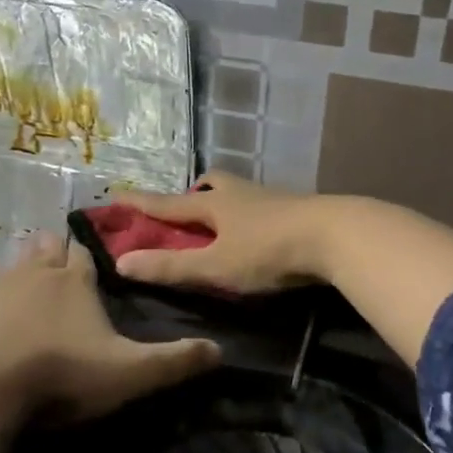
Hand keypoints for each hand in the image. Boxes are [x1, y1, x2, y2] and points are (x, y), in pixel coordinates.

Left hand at [0, 235, 219, 424]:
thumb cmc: (56, 374)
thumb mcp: (126, 373)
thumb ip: (172, 361)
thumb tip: (220, 349)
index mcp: (73, 286)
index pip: (87, 263)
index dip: (90, 259)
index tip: (91, 253)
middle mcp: (32, 277)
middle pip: (46, 256)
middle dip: (52, 252)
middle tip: (53, 246)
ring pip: (6, 268)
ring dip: (15, 266)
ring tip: (19, 263)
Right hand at [109, 173, 331, 294]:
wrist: (335, 235)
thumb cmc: (268, 251)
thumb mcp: (215, 266)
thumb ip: (171, 267)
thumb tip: (121, 263)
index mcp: (215, 206)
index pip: (169, 204)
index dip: (142, 203)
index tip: (117, 194)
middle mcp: (241, 194)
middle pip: (212, 185)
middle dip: (195, 195)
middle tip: (188, 209)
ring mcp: (273, 199)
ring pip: (240, 193)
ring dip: (226, 203)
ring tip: (224, 224)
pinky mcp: (298, 209)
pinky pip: (265, 206)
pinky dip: (253, 216)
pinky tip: (261, 233)